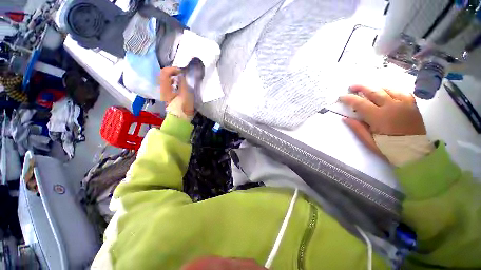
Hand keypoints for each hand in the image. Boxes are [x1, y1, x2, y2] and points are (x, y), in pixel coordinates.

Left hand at [159, 67, 193, 118]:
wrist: (181, 118)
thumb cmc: (183, 107)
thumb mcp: (186, 95)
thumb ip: (183, 83)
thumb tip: (182, 75)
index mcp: (166, 88)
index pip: (164, 73)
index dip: (173, 69)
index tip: (182, 71)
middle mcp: (163, 88)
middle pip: (164, 74)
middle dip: (173, 71)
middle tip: (182, 72)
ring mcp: (164, 91)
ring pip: (166, 78)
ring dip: (173, 75)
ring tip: (182, 77)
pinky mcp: (168, 94)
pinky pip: (169, 83)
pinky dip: (174, 80)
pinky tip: (180, 83)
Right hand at [339, 85, 426, 157]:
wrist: (415, 152)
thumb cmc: (389, 148)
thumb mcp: (369, 141)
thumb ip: (357, 128)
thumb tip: (345, 118)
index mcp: (379, 117)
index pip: (360, 103)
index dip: (349, 98)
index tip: (341, 97)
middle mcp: (392, 106)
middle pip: (374, 91)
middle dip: (361, 87)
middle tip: (353, 86)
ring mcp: (404, 104)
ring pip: (387, 89)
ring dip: (375, 87)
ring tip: (368, 89)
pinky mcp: (412, 104)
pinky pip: (401, 91)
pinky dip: (391, 90)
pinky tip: (386, 92)